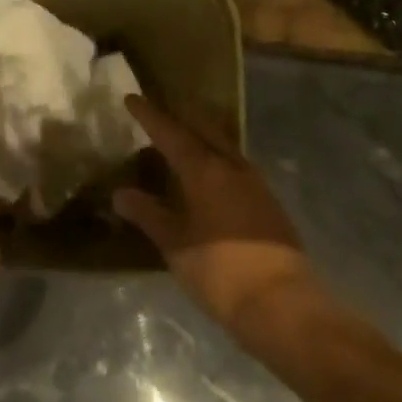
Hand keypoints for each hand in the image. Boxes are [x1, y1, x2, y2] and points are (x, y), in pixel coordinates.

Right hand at [113, 95, 322, 345]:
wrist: (282, 303)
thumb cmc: (220, 271)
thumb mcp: (175, 245)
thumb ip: (148, 215)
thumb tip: (120, 193)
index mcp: (204, 170)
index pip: (170, 133)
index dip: (149, 115)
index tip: (131, 98)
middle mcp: (231, 165)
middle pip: (202, 128)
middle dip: (179, 116)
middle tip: (158, 112)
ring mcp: (254, 181)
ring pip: (222, 144)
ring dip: (200, 135)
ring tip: (181, 138)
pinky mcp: (267, 200)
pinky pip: (235, 163)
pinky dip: (216, 157)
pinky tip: (209, 172)